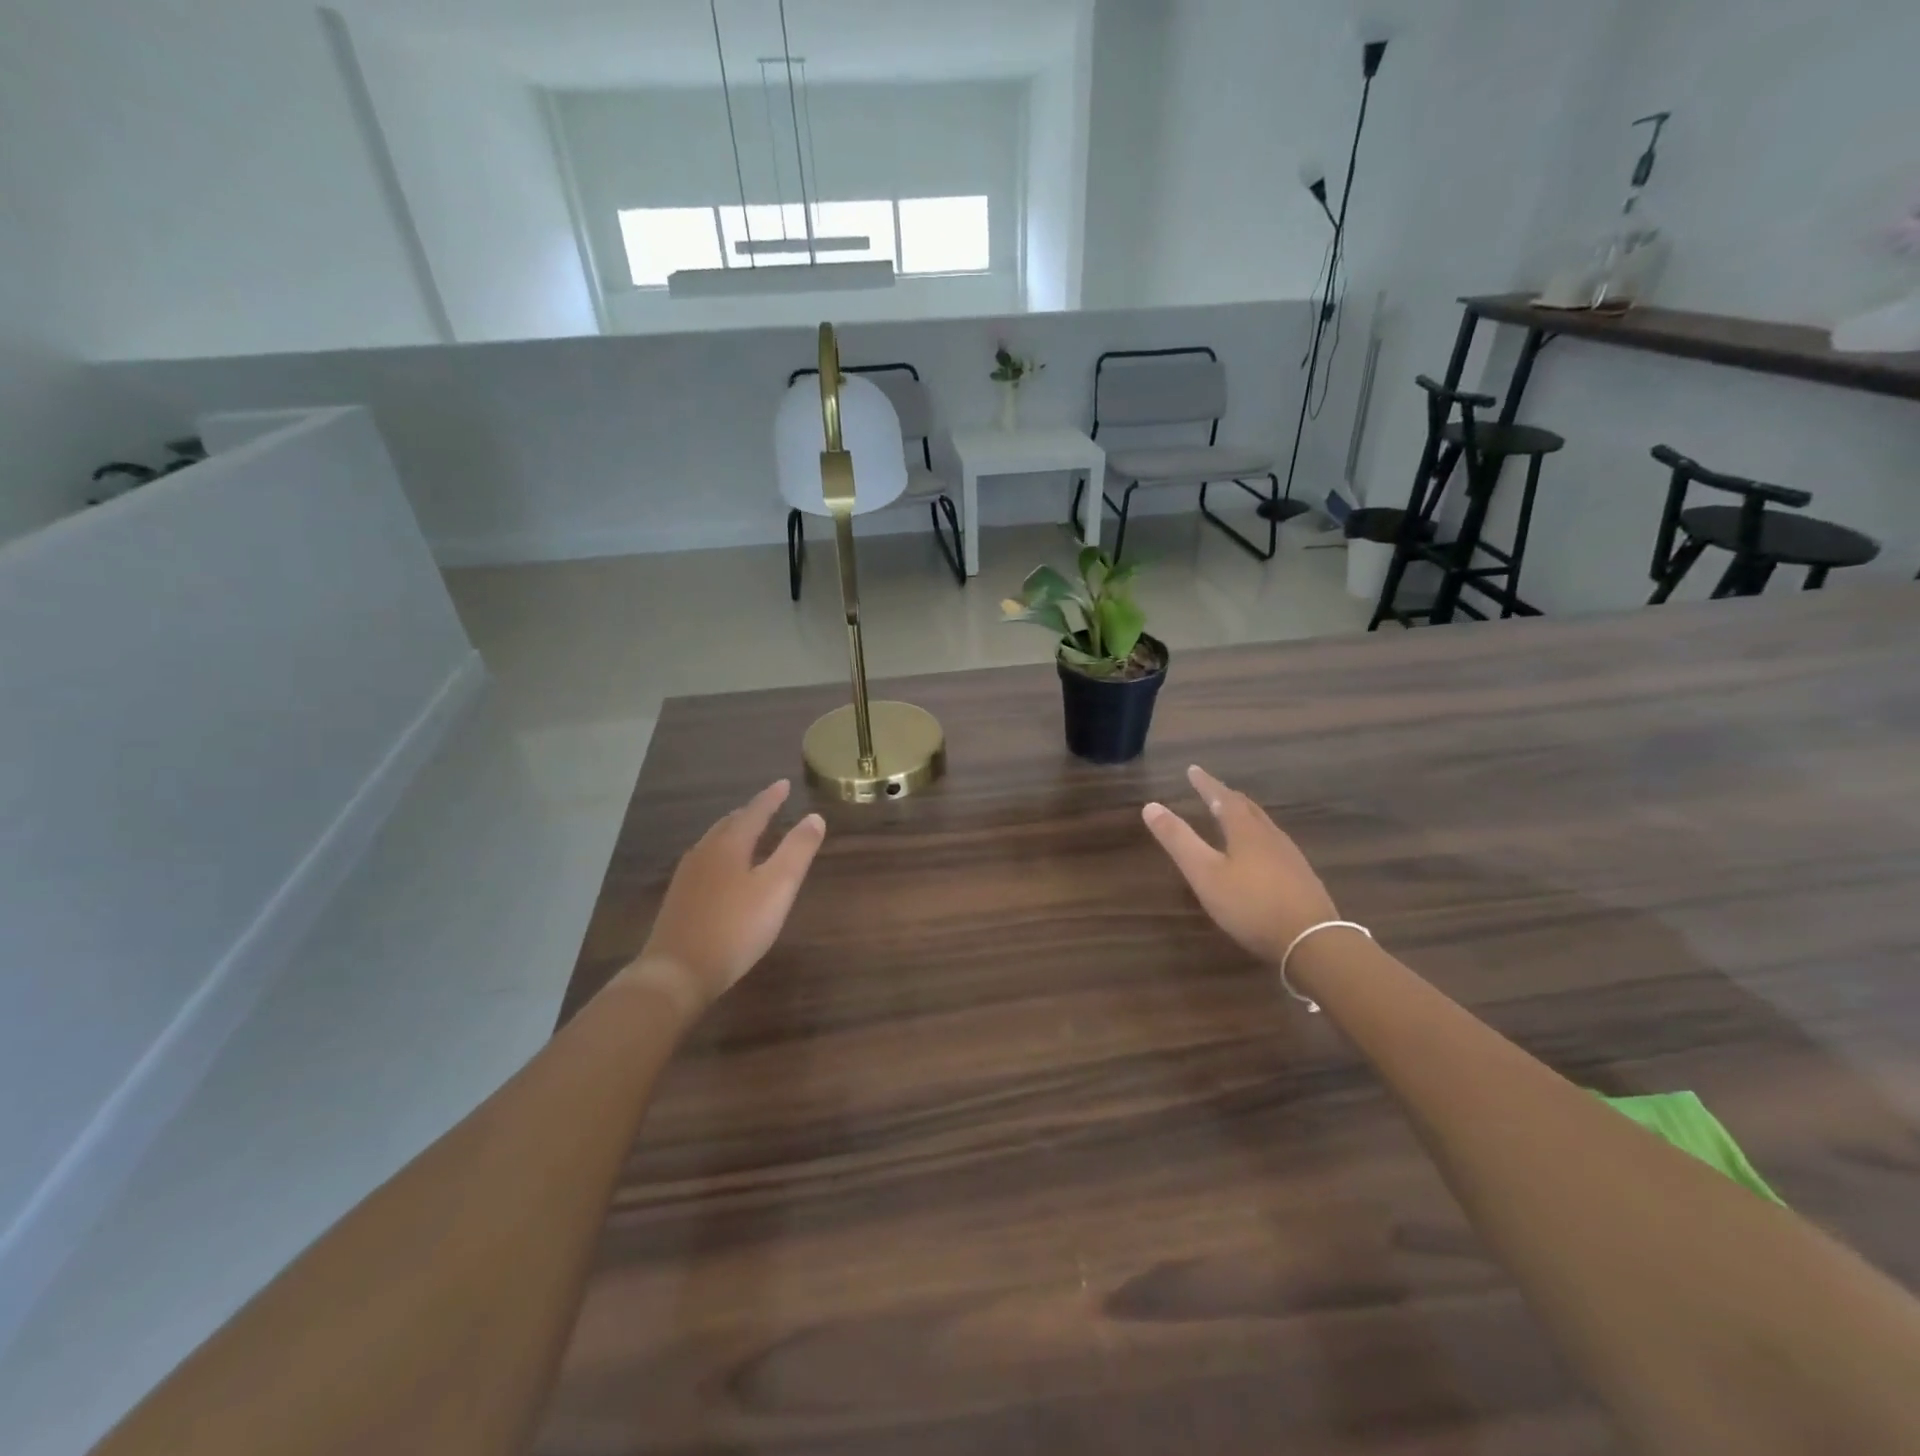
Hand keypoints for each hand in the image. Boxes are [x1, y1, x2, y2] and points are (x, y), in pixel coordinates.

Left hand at [627, 780, 825, 1010]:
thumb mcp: (777, 888)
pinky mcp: (679, 899)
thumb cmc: (735, 928)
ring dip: (734, 832)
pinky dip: (722, 854)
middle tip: (768, 806)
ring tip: (748, 833)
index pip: (754, 812)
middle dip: (750, 813)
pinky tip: (724, 871)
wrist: (677, 972)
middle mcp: (704, 853)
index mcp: (729, 845)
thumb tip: (814, 817)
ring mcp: (687, 876)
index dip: (771, 798)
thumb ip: (797, 851)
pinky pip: (705, 862)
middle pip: (730, 824)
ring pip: (714, 842)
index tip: (784, 784)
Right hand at [1143, 765, 1338, 964]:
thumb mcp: (1205, 874)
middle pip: (1247, 808)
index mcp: (1246, 831)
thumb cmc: (1251, 905)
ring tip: (1231, 816)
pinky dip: (1257, 837)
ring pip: (1263, 826)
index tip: (1192, 769)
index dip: (1205, 783)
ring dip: (1244, 816)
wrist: (1313, 942)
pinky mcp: (1301, 878)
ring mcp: (1290, 857)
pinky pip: (1274, 844)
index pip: (1223, 797)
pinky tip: (1258, 854)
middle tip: (1211, 790)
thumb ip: (1178, 840)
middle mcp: (1270, 836)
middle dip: (1226, 796)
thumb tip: (1150, 806)